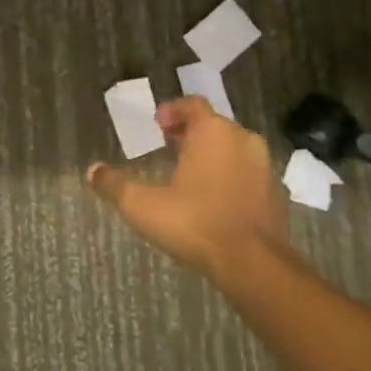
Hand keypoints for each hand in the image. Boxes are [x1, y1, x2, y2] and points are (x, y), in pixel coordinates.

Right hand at [87, 97, 289, 276]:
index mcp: (213, 131)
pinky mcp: (277, 193)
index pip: (193, 104)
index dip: (173, 111)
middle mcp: (243, 139)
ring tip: (192, 174)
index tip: (159, 125)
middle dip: (191, 133)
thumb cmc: (195, 223)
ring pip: (234, 148)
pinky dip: (233, 177)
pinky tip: (217, 200)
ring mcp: (265, 166)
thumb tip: (92, 171)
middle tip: (170, 147)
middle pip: (214, 125)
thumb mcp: (144, 206)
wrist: (254, 265)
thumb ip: (116, 186)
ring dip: (214, 154)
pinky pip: (249, 174)